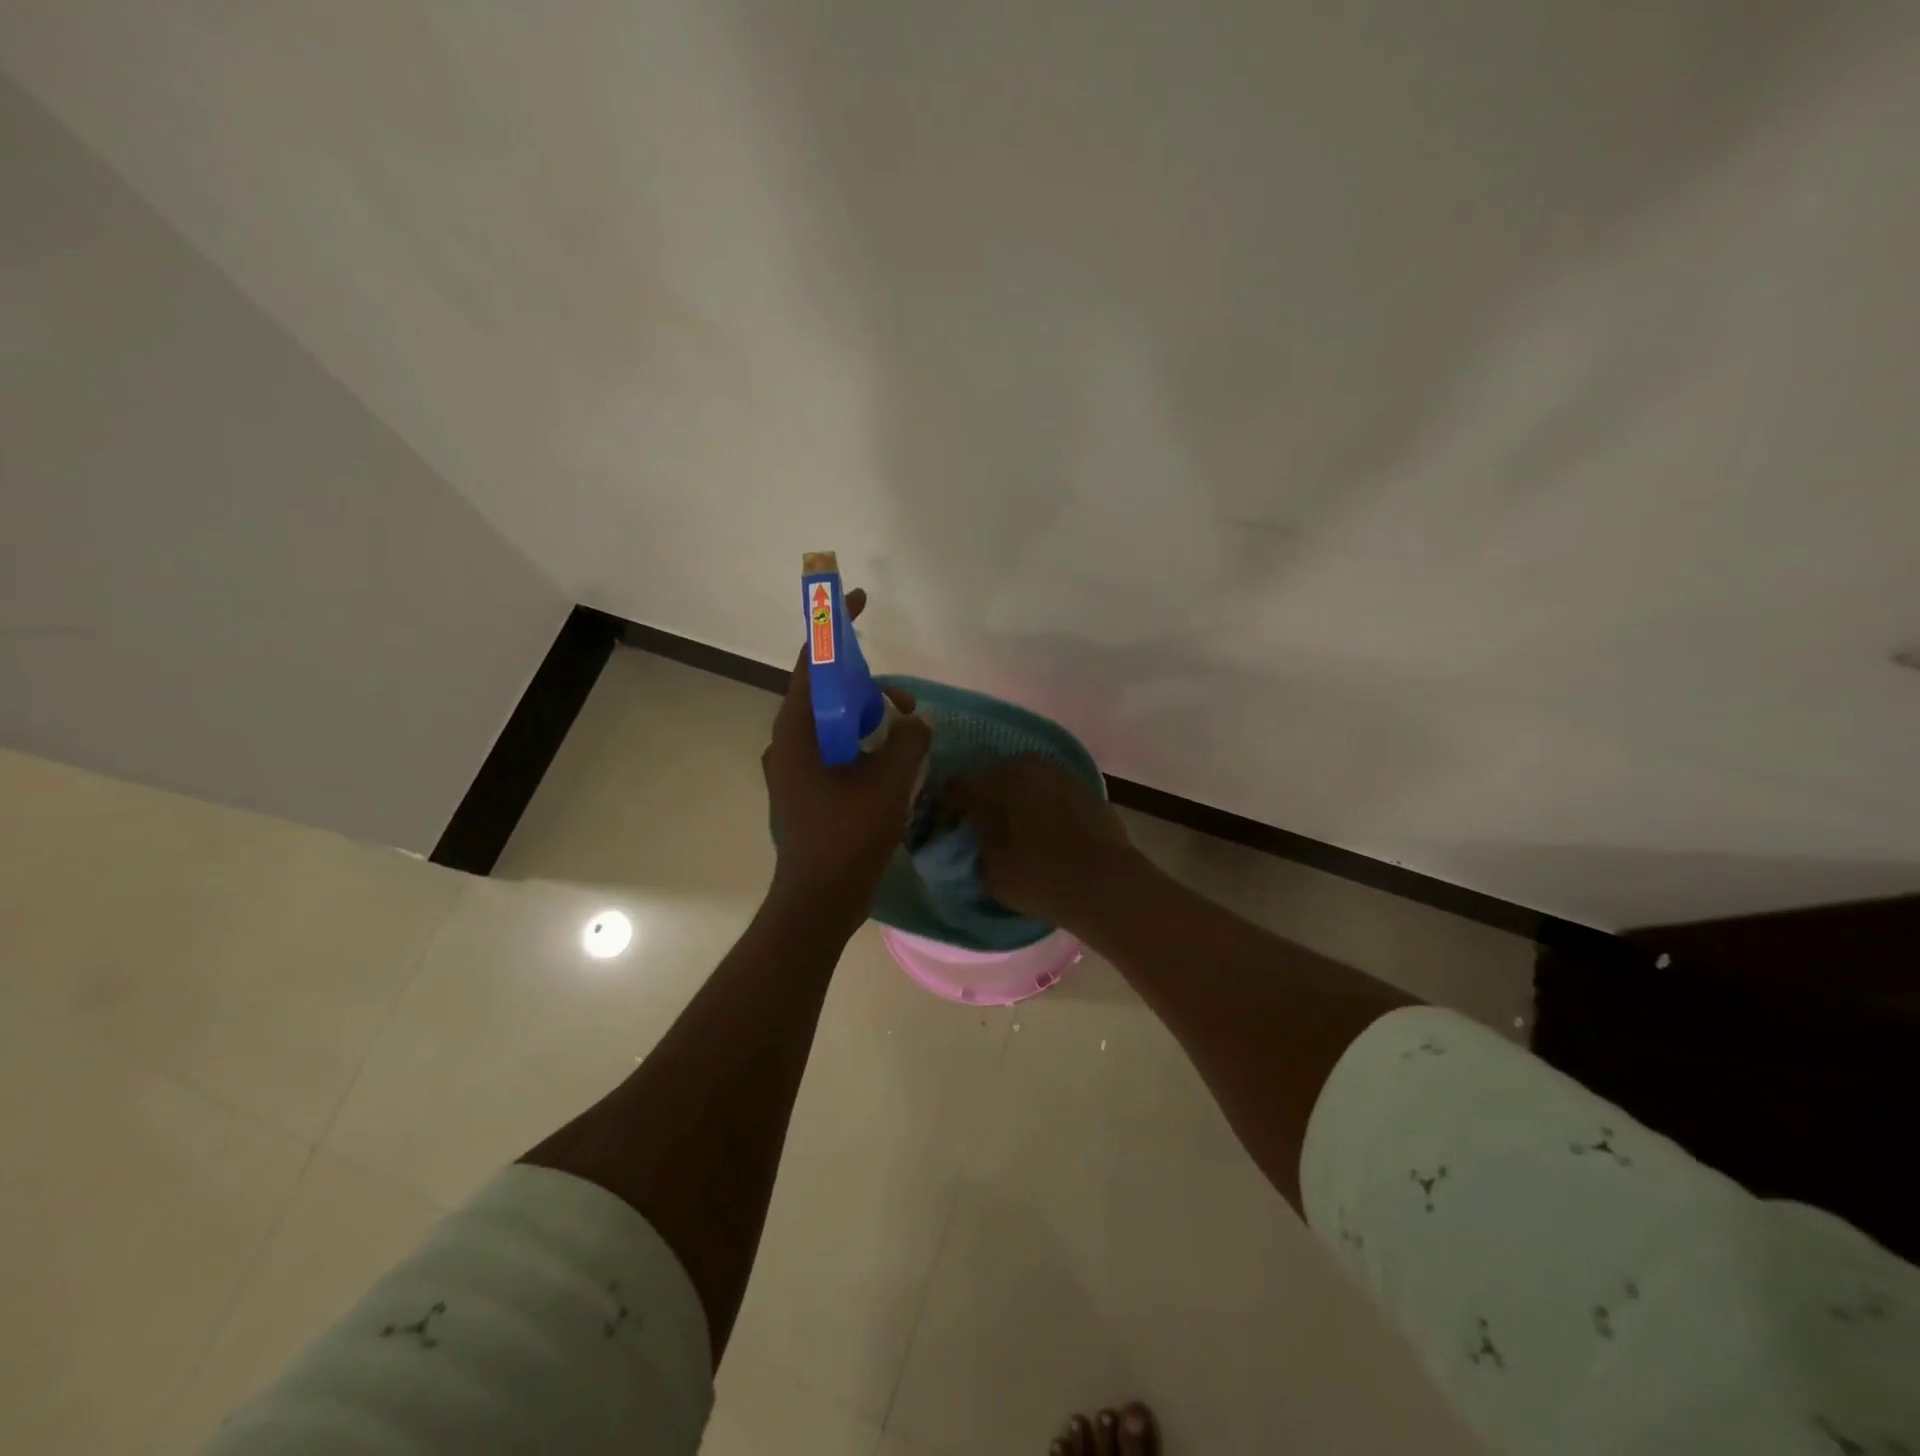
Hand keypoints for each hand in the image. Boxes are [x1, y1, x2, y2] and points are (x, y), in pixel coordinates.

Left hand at [762, 588, 930, 930]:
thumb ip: (908, 740)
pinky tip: (891, 768)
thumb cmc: (848, 838)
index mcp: (797, 732)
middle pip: (828, 694)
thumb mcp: (889, 782)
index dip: (835, 628)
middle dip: (870, 691)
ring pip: (834, 726)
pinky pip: (835, 752)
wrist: (818, 901)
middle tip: (905, 709)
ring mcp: (793, 769)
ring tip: (905, 743)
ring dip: (870, 723)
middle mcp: (788, 744)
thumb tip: (917, 721)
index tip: (857, 601)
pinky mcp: (805, 790)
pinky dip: (863, 748)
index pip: (813, 663)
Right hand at [947, 756, 1136, 931]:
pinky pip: (1051, 795)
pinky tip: (1040, 832)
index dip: (949, 805)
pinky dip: (1041, 808)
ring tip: (1010, 830)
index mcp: (1003, 778)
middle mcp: (1034, 766)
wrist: (1109, 886)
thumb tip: (973, 824)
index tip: (944, 824)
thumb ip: (977, 839)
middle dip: (984, 798)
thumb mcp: (993, 867)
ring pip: (1027, 784)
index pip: (961, 785)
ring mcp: (1065, 776)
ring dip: (1015, 801)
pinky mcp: (1088, 793)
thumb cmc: (1042, 876)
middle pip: (996, 777)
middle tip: (977, 826)